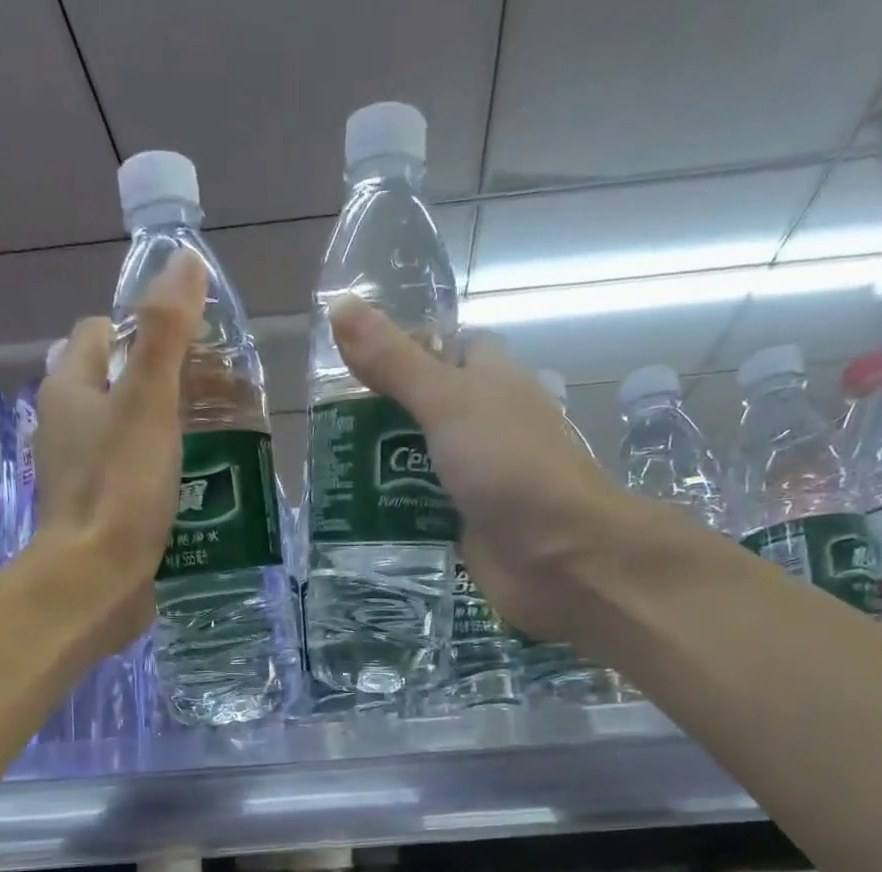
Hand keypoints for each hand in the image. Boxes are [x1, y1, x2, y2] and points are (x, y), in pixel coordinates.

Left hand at [32, 248, 206, 649]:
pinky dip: (161, 475)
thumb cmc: (119, 487)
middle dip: (164, 384)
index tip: (194, 348)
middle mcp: (66, 426)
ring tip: (219, 441)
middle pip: (116, 385)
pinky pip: (132, 479)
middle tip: (218, 397)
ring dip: (166, 433)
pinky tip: (198, 488)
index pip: (101, 333)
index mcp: (70, 388)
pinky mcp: (99, 514)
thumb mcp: (149, 403)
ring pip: (126, 435)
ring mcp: (80, 474)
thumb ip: (166, 334)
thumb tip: (185, 261)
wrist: (95, 581)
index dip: (144, 330)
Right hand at [328, 298, 620, 643]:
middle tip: (320, 426)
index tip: (349, 360)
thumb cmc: (510, 467)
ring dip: (379, 470)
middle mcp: (485, 427)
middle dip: (377, 417)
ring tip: (324, 471)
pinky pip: (422, 515)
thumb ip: (395, 363)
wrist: (561, 557)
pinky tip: (352, 518)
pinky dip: (393, 515)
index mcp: (491, 382)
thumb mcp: (448, 403)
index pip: (447, 348)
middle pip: (424, 411)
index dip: (404, 347)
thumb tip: (340, 304)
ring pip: (419, 465)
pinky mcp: (466, 529)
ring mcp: (476, 481)